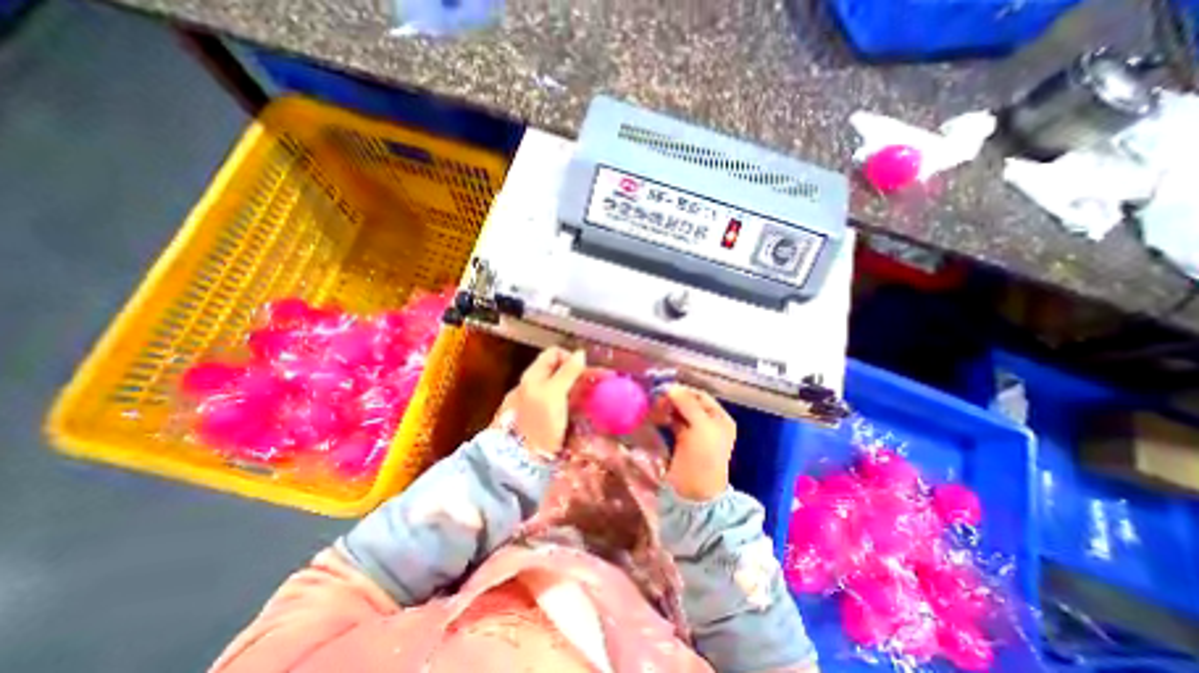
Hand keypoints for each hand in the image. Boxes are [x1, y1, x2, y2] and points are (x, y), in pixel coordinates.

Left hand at [494, 347, 588, 462]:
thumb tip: (581, 353)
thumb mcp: (554, 394)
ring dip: (582, 388)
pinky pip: (565, 404)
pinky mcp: (546, 419)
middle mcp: (536, 386)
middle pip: (560, 371)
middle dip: (581, 374)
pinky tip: (586, 410)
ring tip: (598, 396)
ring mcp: (540, 403)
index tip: (586, 372)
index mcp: (533, 375)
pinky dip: (577, 403)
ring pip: (565, 388)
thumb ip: (567, 372)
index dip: (571, 358)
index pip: (554, 353)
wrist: (520, 462)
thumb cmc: (537, 424)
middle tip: (602, 382)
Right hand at [655, 387, 742, 502]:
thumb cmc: (703, 458)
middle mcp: (709, 423)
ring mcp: (695, 433)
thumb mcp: (700, 427)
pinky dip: (664, 418)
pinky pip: (672, 423)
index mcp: (719, 419)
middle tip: (657, 400)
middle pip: (689, 403)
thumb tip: (671, 387)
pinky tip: (655, 417)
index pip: (700, 395)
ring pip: (679, 412)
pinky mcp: (682, 441)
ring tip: (655, 409)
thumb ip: (687, 404)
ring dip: (667, 408)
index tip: (664, 389)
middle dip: (673, 399)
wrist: (695, 494)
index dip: (683, 391)